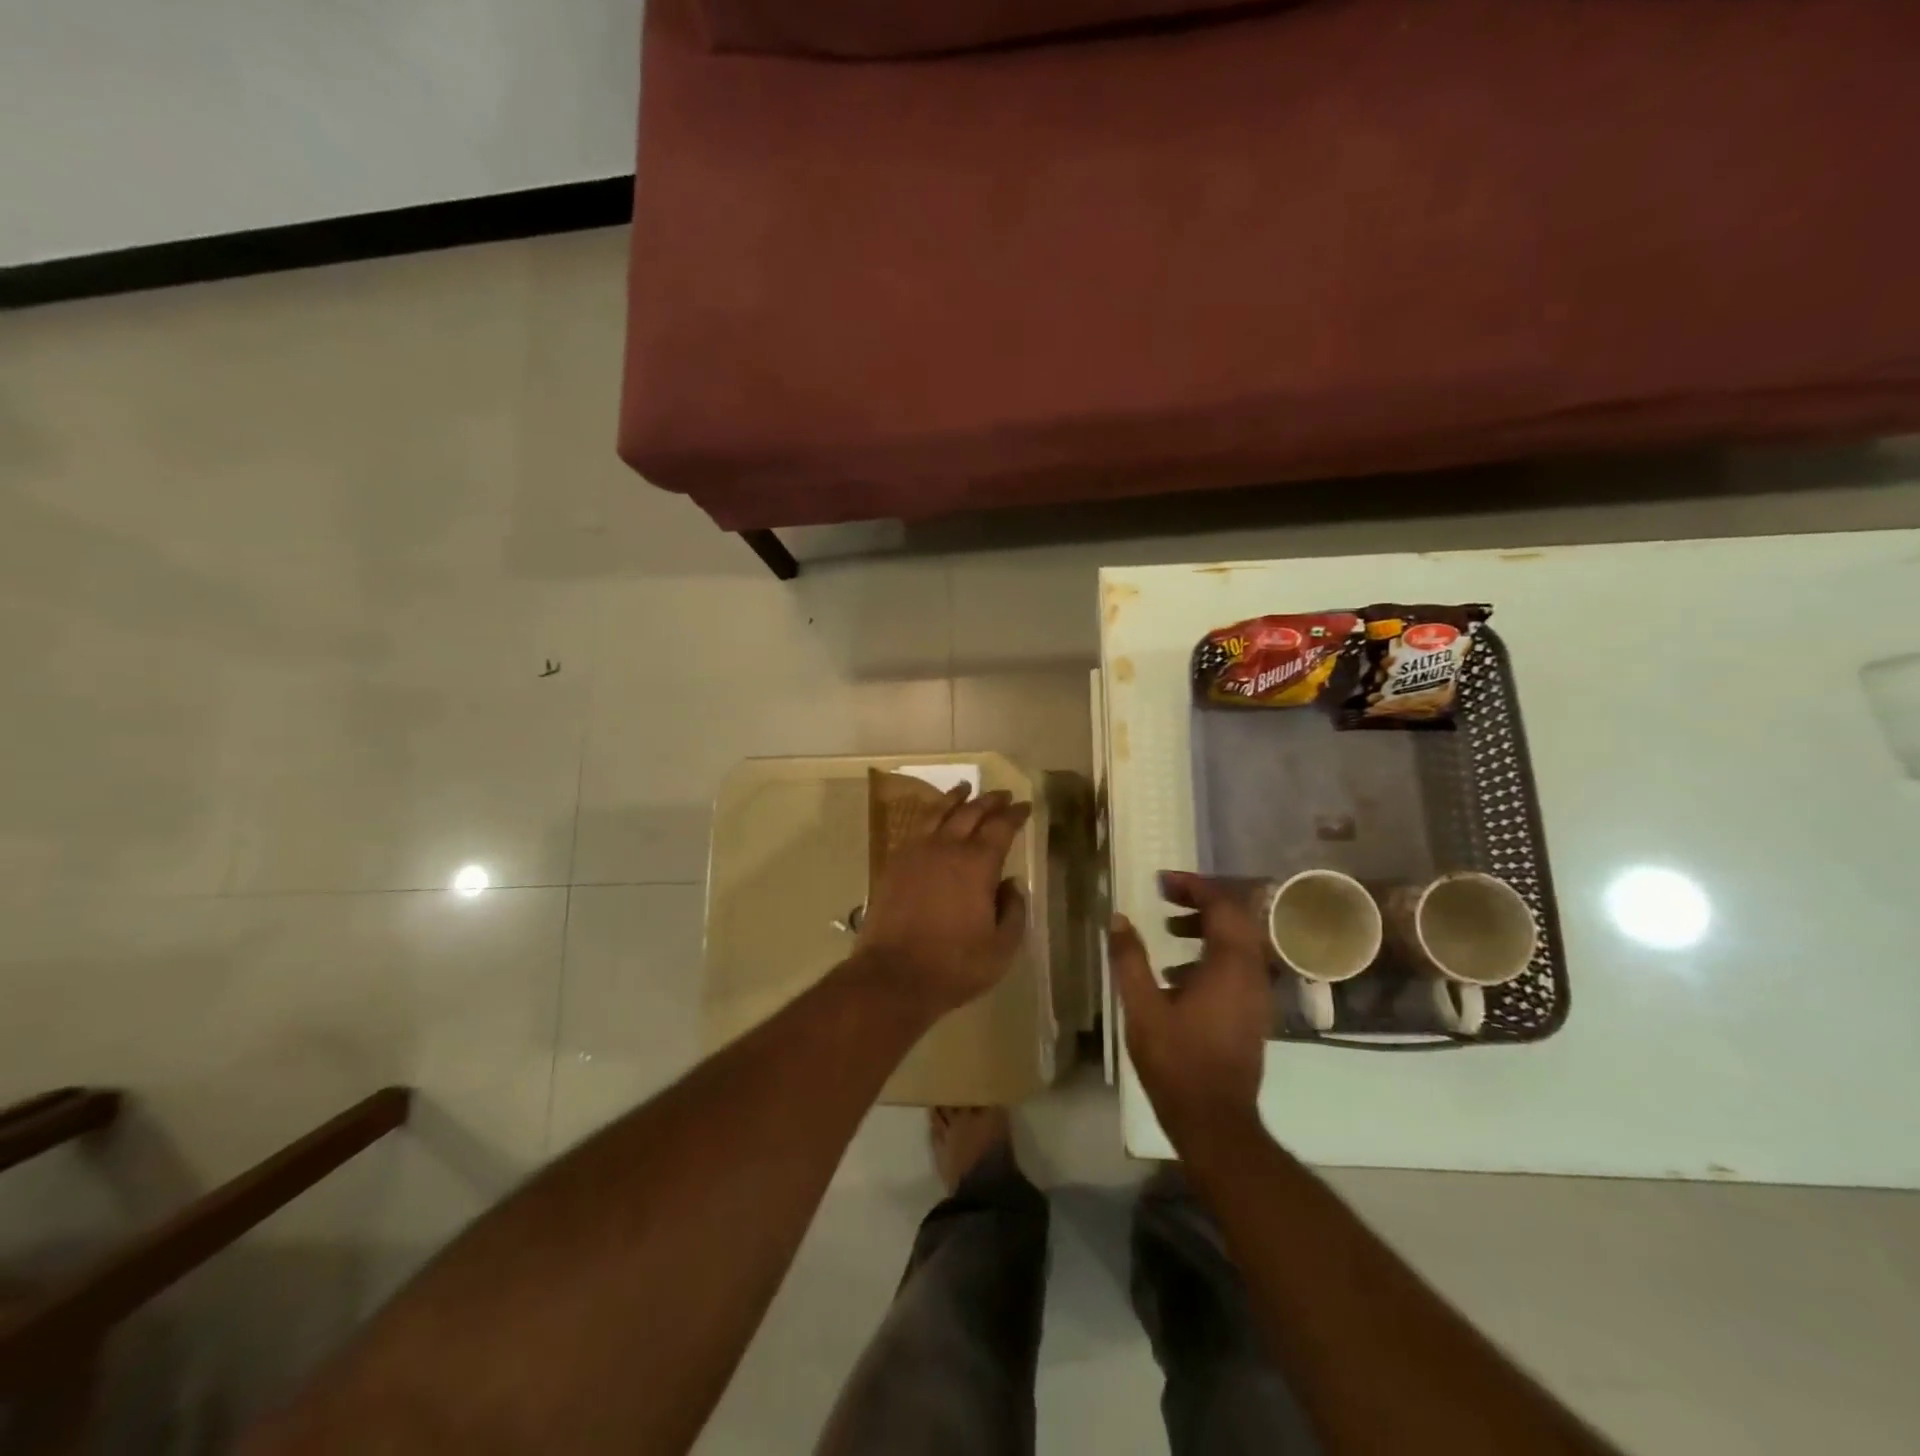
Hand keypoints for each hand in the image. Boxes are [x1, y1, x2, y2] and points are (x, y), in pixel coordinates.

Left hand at [855, 786, 1031, 1017]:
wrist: (893, 975)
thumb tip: (1012, 884)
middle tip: (1002, 794)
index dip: (1015, 814)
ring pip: (939, 813)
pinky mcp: (894, 864)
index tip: (1025, 806)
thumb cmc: (954, 965)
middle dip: (989, 800)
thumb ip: (1013, 911)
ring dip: (956, 798)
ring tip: (965, 788)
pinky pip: (916, 829)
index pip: (1001, 827)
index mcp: (978, 864)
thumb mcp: (1001, 948)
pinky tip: (933, 819)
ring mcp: (916, 853)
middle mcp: (947, 848)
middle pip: (971, 812)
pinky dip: (930, 816)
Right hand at [1110, 871, 1270, 1141]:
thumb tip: (1119, 918)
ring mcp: (1257, 994)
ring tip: (1169, 928)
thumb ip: (1130, 959)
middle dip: (1201, 900)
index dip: (1194, 886)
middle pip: (1236, 918)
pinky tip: (1178, 973)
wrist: (1216, 1122)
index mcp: (1230, 965)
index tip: (1161, 881)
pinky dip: (1212, 952)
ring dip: (1207, 926)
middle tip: (1166, 896)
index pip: (1222, 905)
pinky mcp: (1253, 1012)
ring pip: (1239, 941)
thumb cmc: (1177, 1062)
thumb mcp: (1143, 1008)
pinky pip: (1238, 964)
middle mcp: (1253, 973)